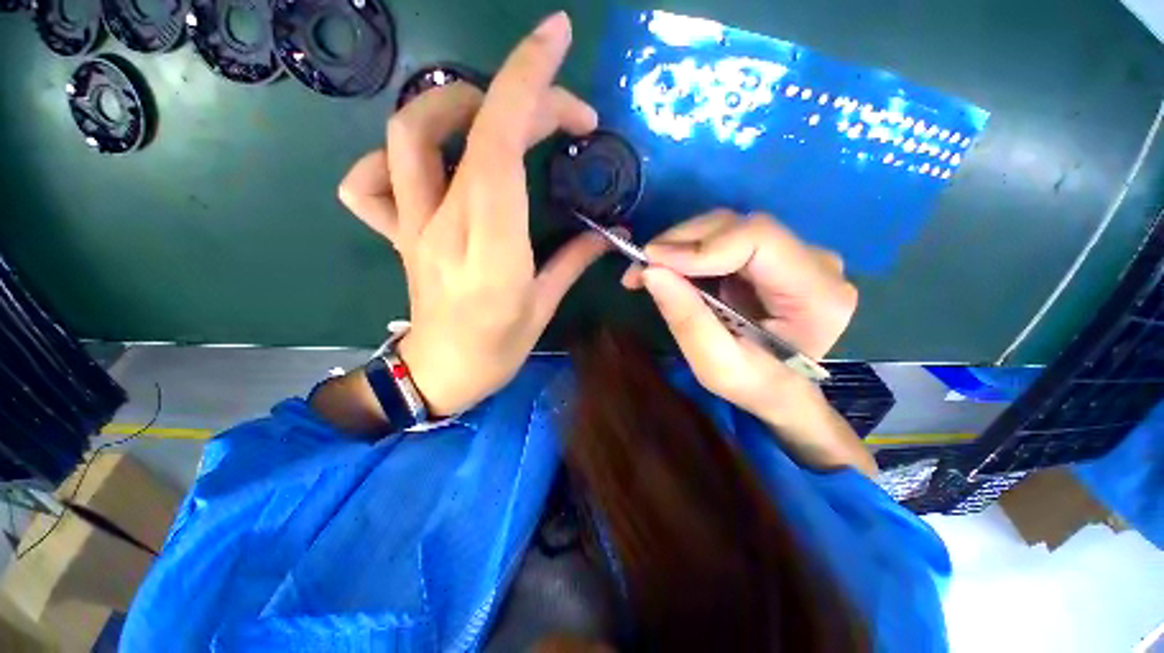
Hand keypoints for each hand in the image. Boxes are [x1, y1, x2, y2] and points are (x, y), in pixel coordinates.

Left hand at [338, 12, 610, 416]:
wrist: (441, 373)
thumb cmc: (497, 349)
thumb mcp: (544, 307)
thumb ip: (574, 260)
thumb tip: (608, 233)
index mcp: (492, 247)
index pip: (500, 143)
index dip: (528, 82)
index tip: (556, 38)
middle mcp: (446, 224)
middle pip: (467, 125)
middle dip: (521, 96)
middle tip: (564, 116)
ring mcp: (412, 225)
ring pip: (409, 134)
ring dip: (456, 105)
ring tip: (497, 119)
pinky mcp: (397, 234)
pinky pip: (369, 182)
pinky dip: (393, 158)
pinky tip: (427, 168)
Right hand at [624, 211, 874, 474]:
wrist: (780, 388)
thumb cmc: (754, 385)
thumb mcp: (715, 365)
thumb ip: (687, 319)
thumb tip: (650, 271)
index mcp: (817, 295)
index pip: (758, 240)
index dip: (700, 246)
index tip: (652, 263)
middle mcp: (815, 262)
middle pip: (739, 227)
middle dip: (681, 242)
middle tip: (641, 266)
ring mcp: (795, 254)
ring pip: (728, 227)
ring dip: (681, 245)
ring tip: (649, 269)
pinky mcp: (772, 255)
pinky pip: (724, 239)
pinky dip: (689, 250)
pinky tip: (668, 268)